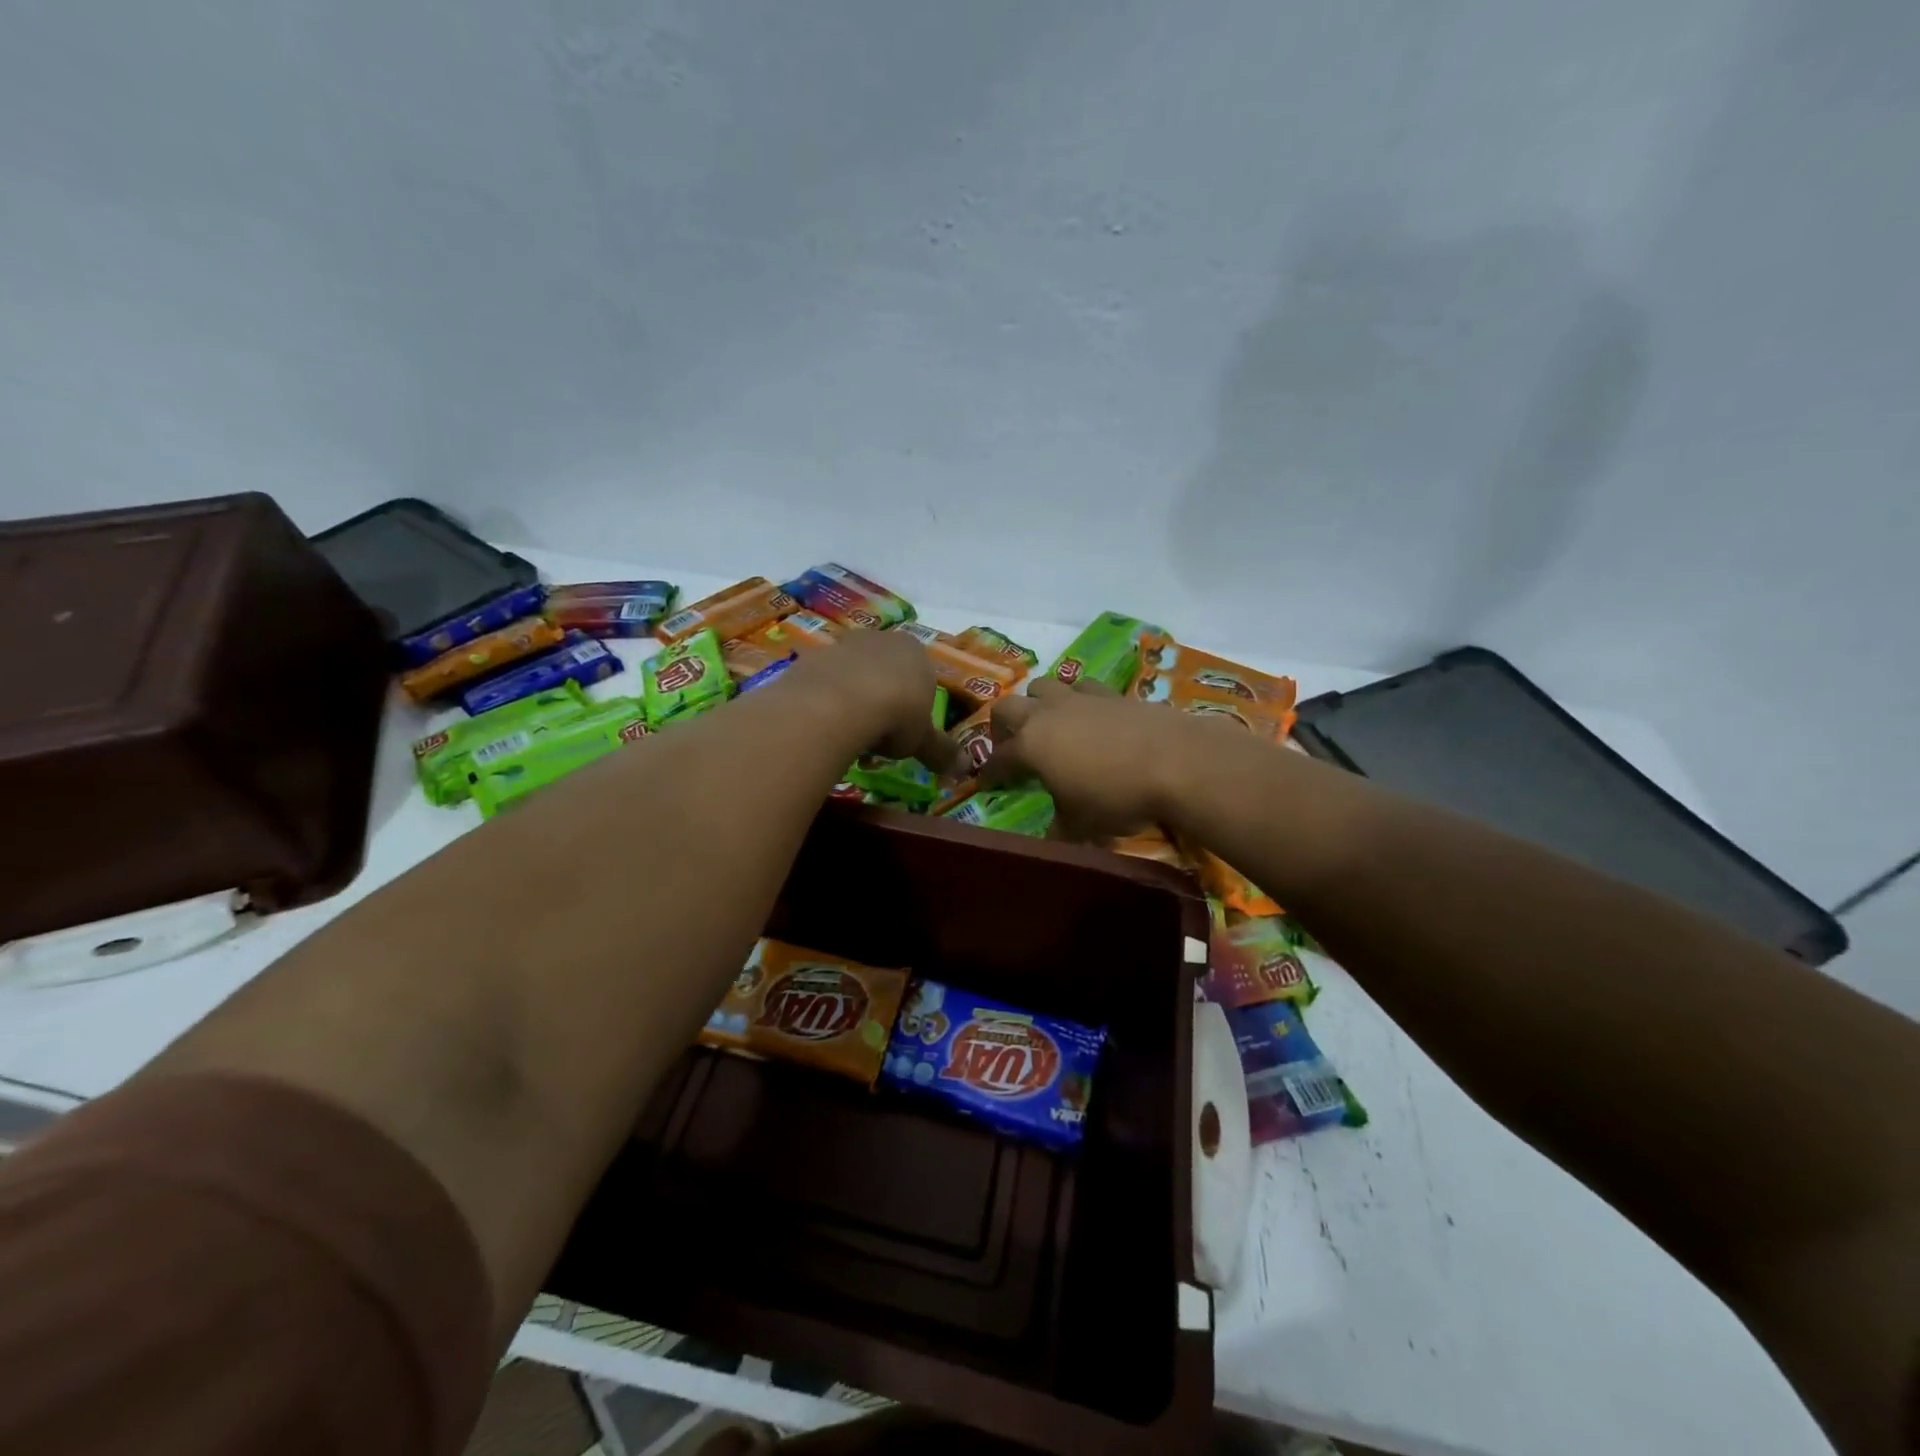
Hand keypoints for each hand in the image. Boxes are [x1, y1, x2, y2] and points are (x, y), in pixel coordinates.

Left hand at [784, 629, 955, 769]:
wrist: (838, 703)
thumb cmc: (895, 715)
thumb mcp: (923, 740)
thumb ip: (941, 751)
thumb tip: (965, 769)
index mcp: (915, 651)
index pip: (921, 675)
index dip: (915, 704)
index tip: (907, 730)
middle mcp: (880, 640)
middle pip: (885, 670)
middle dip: (882, 698)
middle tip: (879, 735)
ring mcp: (842, 645)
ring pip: (852, 674)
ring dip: (853, 700)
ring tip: (850, 735)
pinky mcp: (811, 658)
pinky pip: (824, 683)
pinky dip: (826, 702)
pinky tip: (825, 726)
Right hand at [979, 678, 1202, 838]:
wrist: (1176, 761)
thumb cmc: (1116, 796)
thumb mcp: (1081, 825)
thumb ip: (1059, 829)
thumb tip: (1050, 840)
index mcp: (1030, 745)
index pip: (998, 758)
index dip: (989, 773)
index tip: (984, 784)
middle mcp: (1048, 714)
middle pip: (1008, 707)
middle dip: (1002, 726)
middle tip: (1010, 746)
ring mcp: (1081, 698)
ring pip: (1044, 687)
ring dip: (1038, 703)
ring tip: (1049, 723)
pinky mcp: (1113, 693)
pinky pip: (1084, 688)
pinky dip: (1079, 700)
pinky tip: (1091, 717)